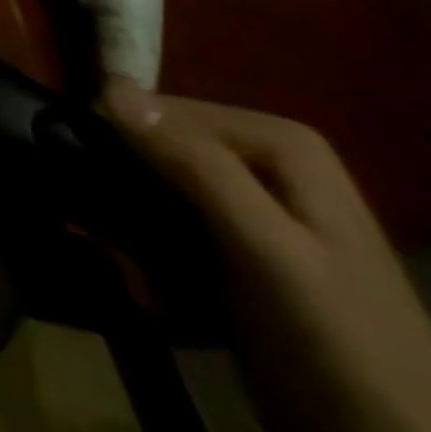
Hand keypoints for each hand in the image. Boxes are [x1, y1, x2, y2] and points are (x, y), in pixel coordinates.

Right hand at [104, 79, 430, 431]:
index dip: (122, 137)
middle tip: (108, 232)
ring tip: (124, 264)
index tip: (88, 172)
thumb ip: (198, 166)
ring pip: (152, 183)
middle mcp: (264, 163)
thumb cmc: (342, 345)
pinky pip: (164, 223)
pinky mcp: (233, 251)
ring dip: (128, 222)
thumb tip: (109, 86)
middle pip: (158, 145)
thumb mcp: (270, 252)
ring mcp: (250, 209)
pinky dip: (144, 250)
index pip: (163, 108)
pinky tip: (143, 283)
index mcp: (281, 145)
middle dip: (124, 186)